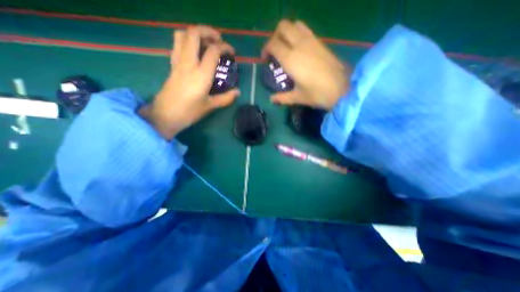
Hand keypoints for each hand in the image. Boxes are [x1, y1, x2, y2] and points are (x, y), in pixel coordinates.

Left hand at [141, 26, 240, 139]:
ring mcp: (177, 62)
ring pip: (182, 35)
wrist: (165, 115)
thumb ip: (226, 98)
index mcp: (201, 74)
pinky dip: (187, 41)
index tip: (232, 53)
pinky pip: (177, 45)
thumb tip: (238, 92)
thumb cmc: (189, 112)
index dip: (224, 47)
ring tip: (206, 42)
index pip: (213, 51)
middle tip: (218, 40)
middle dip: (208, 31)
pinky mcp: (172, 65)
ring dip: (195, 33)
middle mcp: (188, 63)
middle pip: (194, 34)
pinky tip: (195, 52)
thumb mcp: (210, 106)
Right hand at [263, 20, 351, 109]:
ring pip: (295, 24)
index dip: (266, 49)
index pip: (273, 44)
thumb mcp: (298, 97)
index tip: (265, 59)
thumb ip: (282, 98)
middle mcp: (300, 45)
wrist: (343, 88)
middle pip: (283, 27)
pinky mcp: (321, 42)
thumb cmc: (318, 94)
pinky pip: (306, 30)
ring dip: (287, 32)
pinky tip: (299, 49)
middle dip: (275, 36)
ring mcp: (312, 41)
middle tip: (274, 51)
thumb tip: (271, 100)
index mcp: (291, 59)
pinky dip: (298, 34)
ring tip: (286, 47)